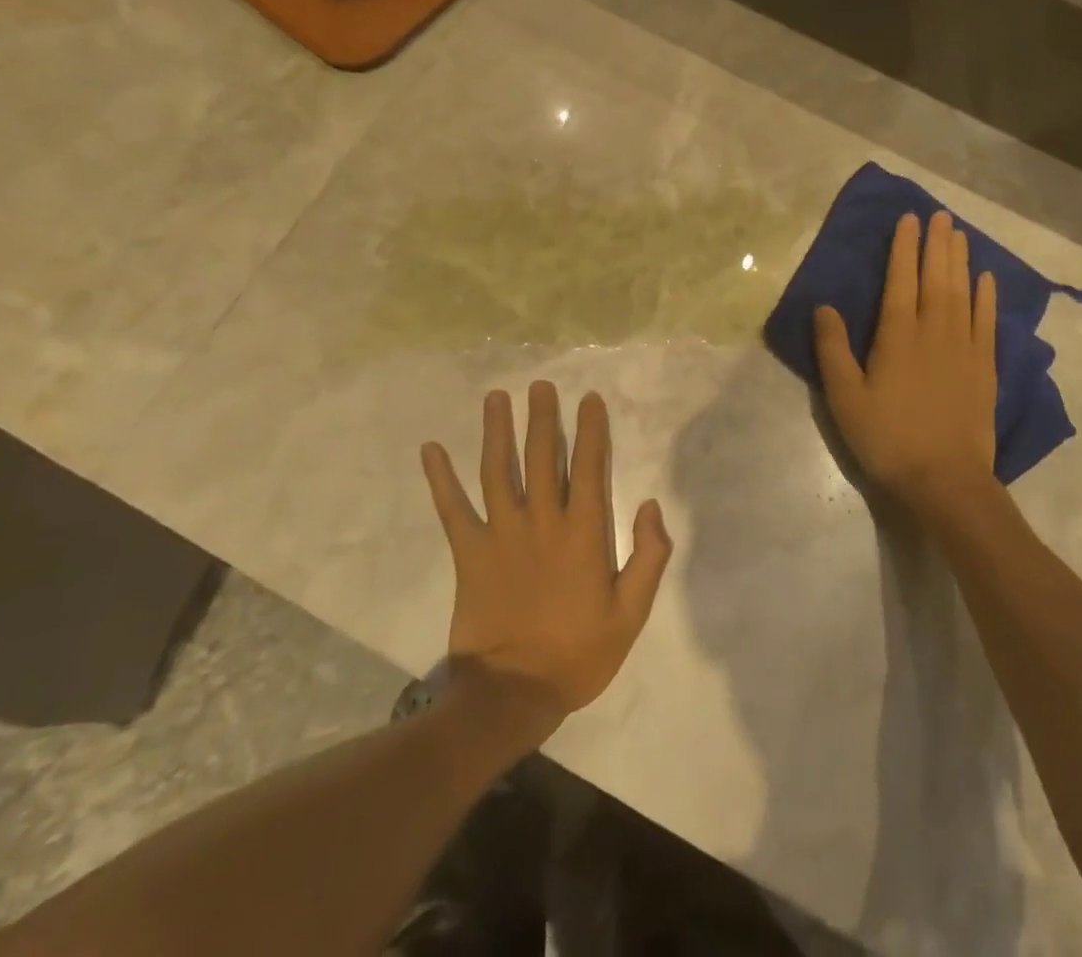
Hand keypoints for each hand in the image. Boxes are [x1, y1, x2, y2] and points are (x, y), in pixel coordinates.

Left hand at [421, 382, 671, 723]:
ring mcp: (501, 535)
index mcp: (582, 533)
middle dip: (542, 417)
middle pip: (541, 457)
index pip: (588, 467)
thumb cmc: (577, 655)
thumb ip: (648, 557)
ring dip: (497, 432)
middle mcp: (541, 522)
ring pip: (498, 471)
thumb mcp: (630, 615)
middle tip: (540, 385)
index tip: (590, 400)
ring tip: (496, 398)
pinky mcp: (469, 554)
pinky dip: (440, 479)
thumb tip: (650, 507)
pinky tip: (431, 450)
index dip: (591, 430)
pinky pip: (452, 510)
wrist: (512, 695)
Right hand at [814, 211, 1000, 521]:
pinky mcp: (985, 367)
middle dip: (936, 244)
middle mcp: (934, 331)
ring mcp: (964, 347)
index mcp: (897, 335)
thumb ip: (833, 349)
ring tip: (959, 233)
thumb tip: (824, 306)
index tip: (909, 219)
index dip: (904, 247)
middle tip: (939, 215)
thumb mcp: (845, 398)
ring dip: (960, 261)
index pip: (901, 279)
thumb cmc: (887, 438)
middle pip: (936, 277)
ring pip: (963, 292)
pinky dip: (986, 297)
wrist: (944, 479)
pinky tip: (986, 279)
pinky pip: (986, 321)